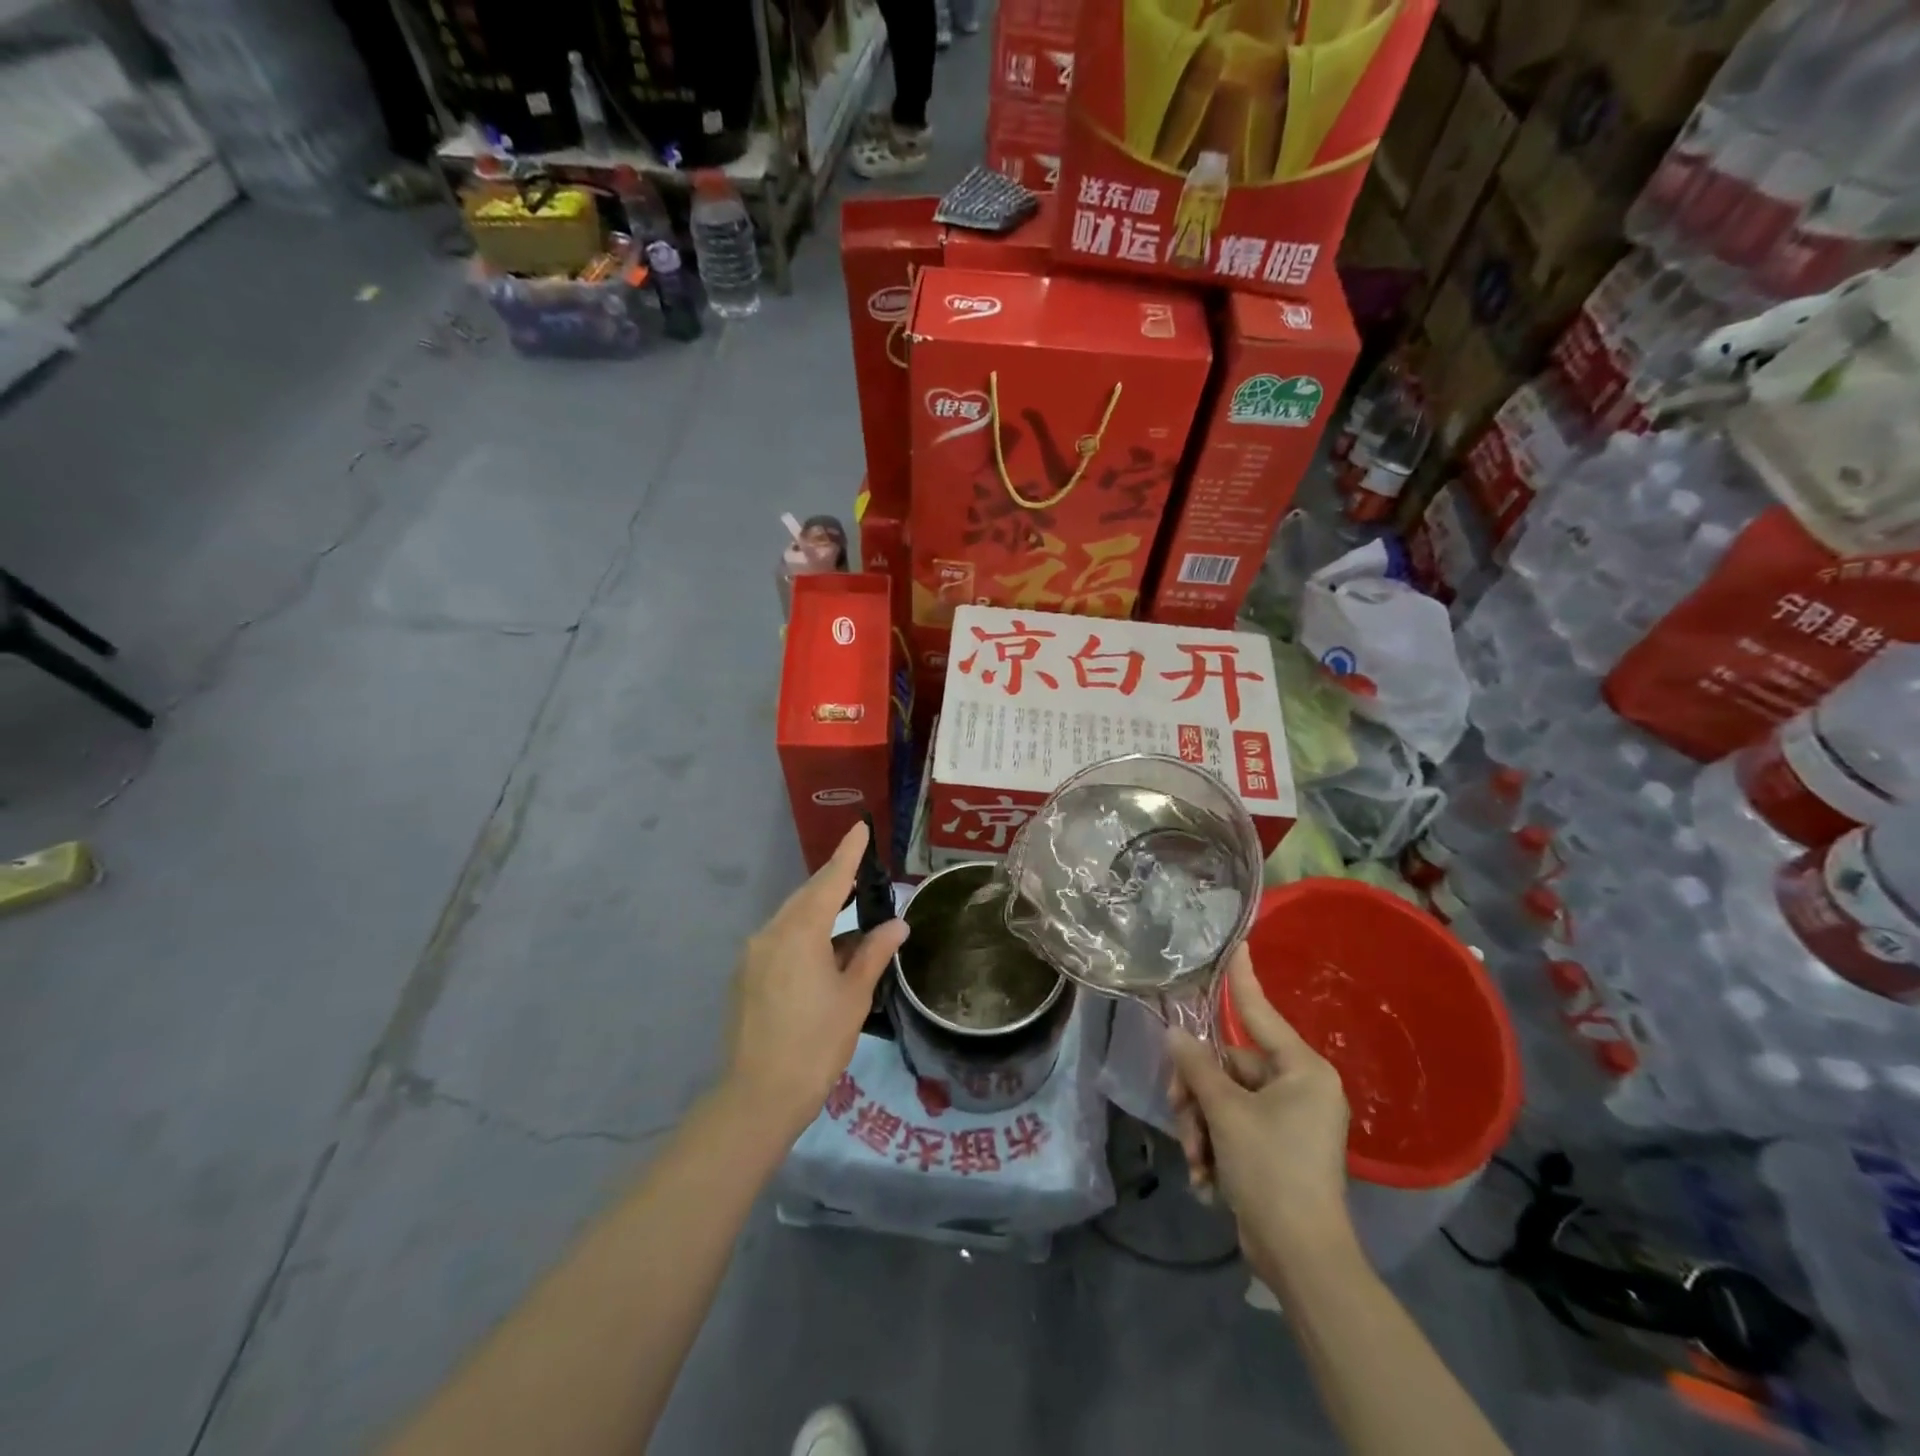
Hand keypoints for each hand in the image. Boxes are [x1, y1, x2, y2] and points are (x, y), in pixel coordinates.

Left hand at [724, 822, 908, 1142]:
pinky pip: (780, 939)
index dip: (848, 855)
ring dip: (820, 910)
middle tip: (861, 870)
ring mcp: (753, 955)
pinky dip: (804, 934)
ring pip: (792, 918)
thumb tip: (897, 924)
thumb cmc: (815, 1044)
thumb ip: (874, 953)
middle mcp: (770, 933)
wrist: (757, 1097)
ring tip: (849, 910)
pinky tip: (824, 950)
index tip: (860, 828)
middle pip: (807, 896)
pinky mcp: (746, 976)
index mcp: (799, 933)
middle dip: (834, 881)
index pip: (830, 882)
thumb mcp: (853, 996)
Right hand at [1167, 947, 1356, 1283]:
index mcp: (1301, 1070)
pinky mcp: (1277, 1149)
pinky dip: (1214, 1148)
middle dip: (1198, 1095)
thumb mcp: (1225, 1113)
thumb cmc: (1271, 1170)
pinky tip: (1205, 1179)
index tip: (1238, 943)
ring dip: (1201, 1127)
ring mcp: (1290, 1121)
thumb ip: (1197, 1067)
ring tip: (1195, 1160)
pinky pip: (1233, 1128)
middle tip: (1180, 1116)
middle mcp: (1299, 1088)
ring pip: (1224, 1100)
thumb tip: (1174, 1033)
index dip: (1243, 979)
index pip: (1260, 1012)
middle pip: (1228, 1067)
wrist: (1301, 1259)